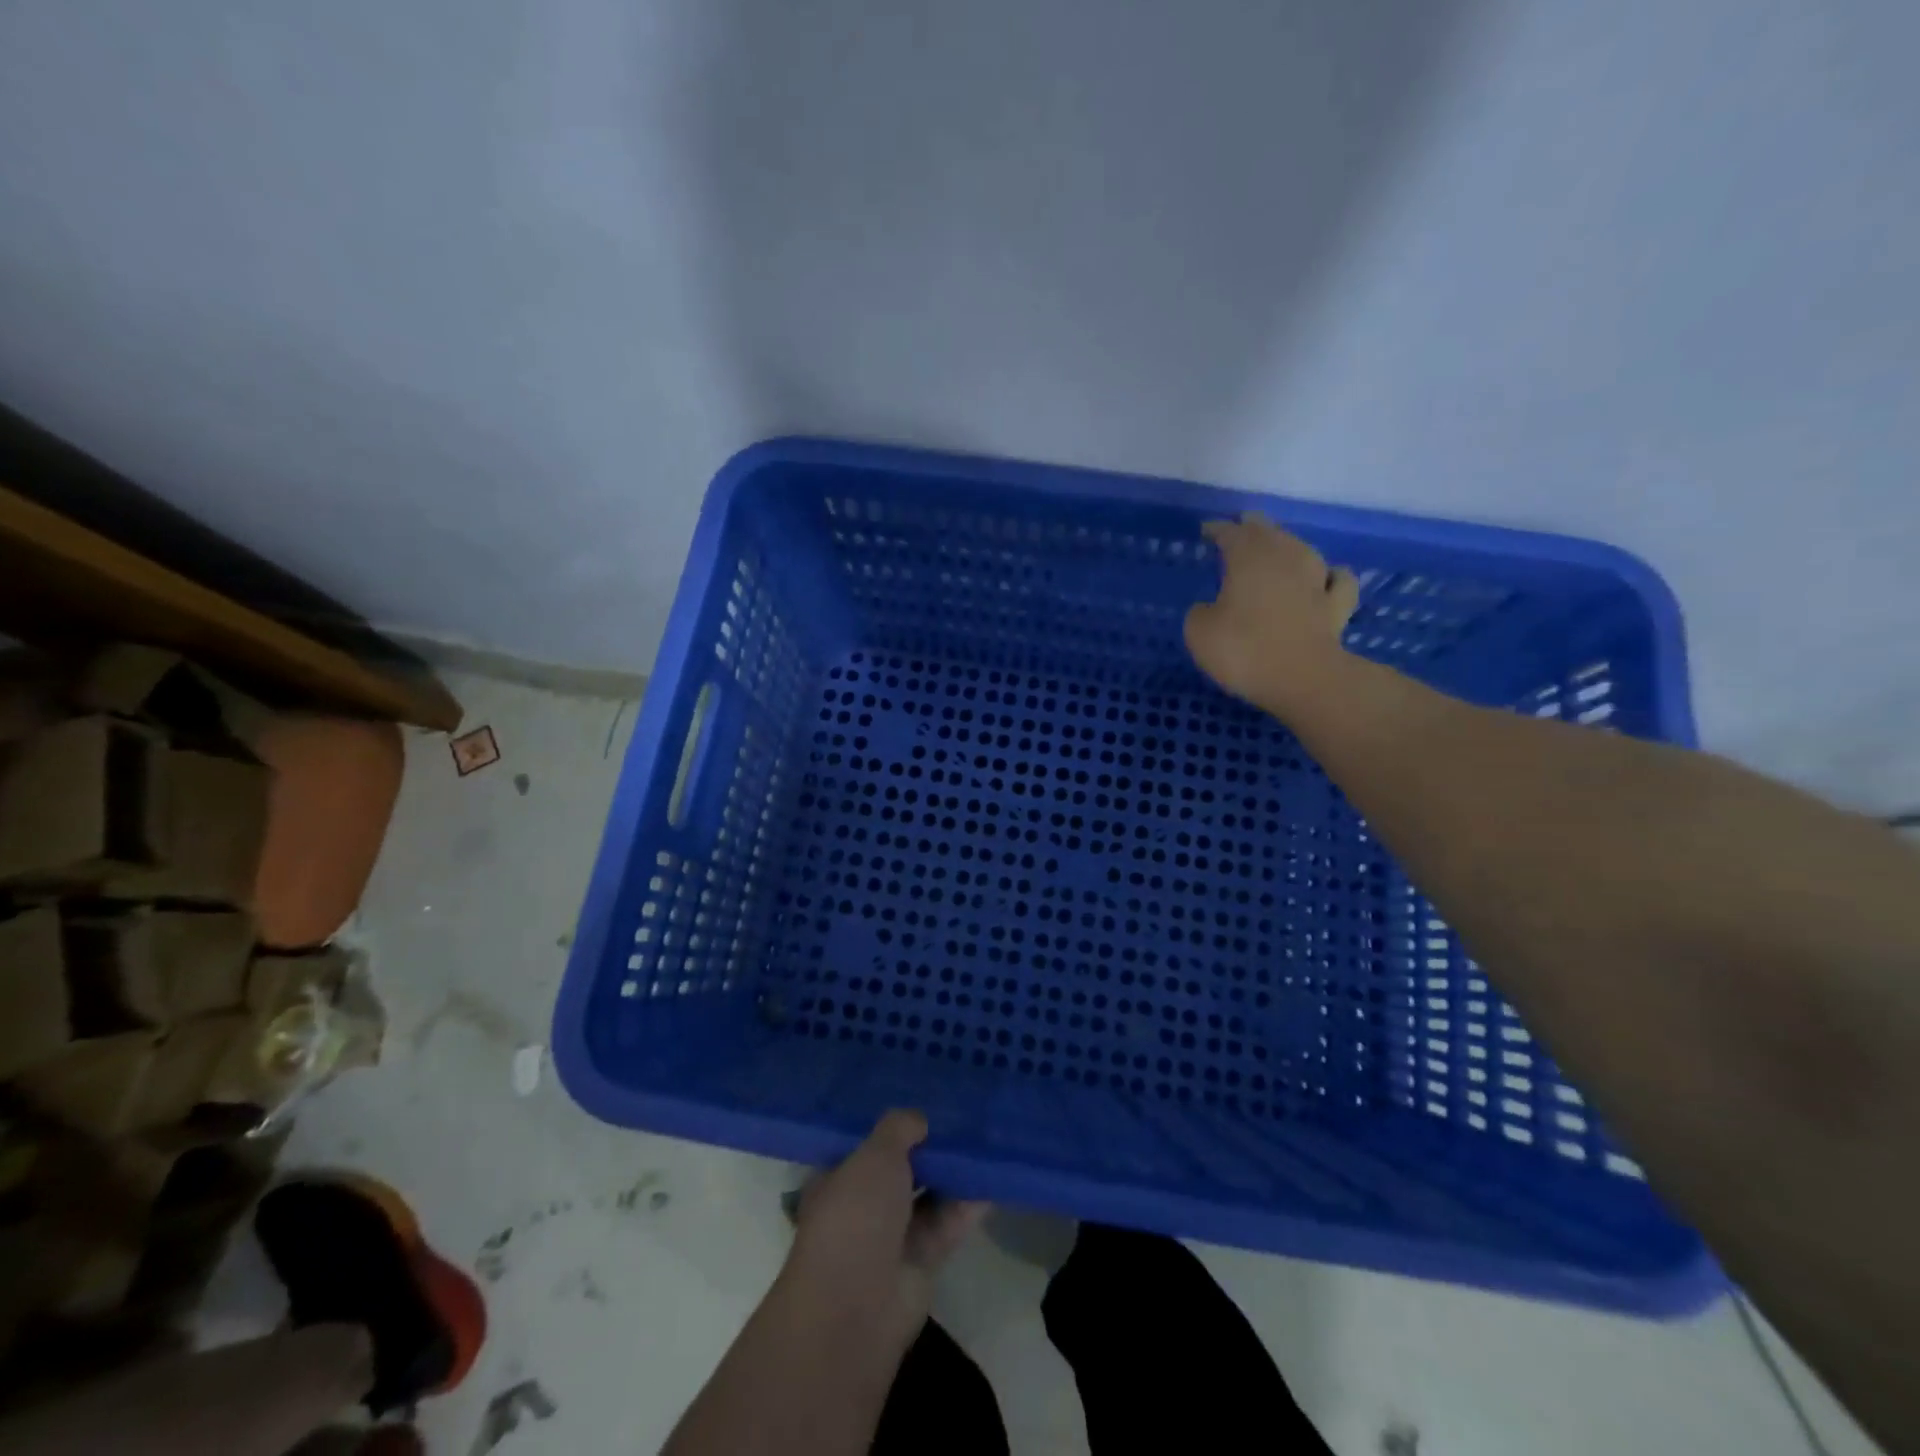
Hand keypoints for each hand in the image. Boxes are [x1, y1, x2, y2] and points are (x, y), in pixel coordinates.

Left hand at [781, 1111, 987, 1352]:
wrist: (858, 1305)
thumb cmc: (856, 1214)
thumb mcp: (875, 1154)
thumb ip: (900, 1129)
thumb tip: (920, 1120)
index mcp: (839, 1178)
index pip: (867, 1145)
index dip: (894, 1127)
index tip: (924, 1103)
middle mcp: (864, 1206)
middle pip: (902, 1169)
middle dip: (928, 1148)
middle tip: (963, 1117)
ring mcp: (893, 1236)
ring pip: (928, 1195)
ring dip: (952, 1173)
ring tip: (984, 1139)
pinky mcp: (922, 1261)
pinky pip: (949, 1223)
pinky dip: (969, 1204)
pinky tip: (993, 1177)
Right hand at [1184, 513, 1359, 715]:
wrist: (1303, 679)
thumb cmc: (1243, 650)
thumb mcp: (1199, 633)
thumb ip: (1200, 613)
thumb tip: (1210, 608)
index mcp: (1248, 558)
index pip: (1230, 533)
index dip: (1217, 530)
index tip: (1206, 530)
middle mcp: (1285, 558)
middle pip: (1269, 532)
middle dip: (1253, 528)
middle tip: (1241, 527)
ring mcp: (1316, 580)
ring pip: (1302, 549)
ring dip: (1287, 546)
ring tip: (1277, 549)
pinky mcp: (1337, 607)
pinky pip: (1337, 580)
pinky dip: (1330, 576)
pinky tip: (1324, 579)